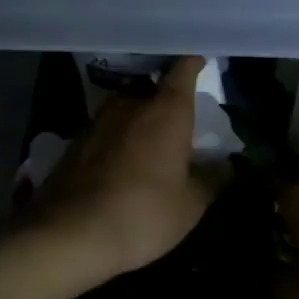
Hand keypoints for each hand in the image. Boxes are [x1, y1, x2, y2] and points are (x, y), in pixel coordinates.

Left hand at [34, 57, 218, 281]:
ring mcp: (97, 121)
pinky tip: (123, 159)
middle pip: (151, 85)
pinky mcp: (75, 142)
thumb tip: (228, 165)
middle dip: (165, 94)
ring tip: (151, 136)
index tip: (202, 63)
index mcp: (166, 111)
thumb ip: (212, 179)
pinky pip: (105, 128)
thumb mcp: (191, 205)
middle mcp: (130, 104)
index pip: (183, 69)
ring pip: (125, 105)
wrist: (70, 235)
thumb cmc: (143, 214)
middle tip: (180, 112)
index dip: (194, 63)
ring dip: (139, 114)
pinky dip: (118, 135)